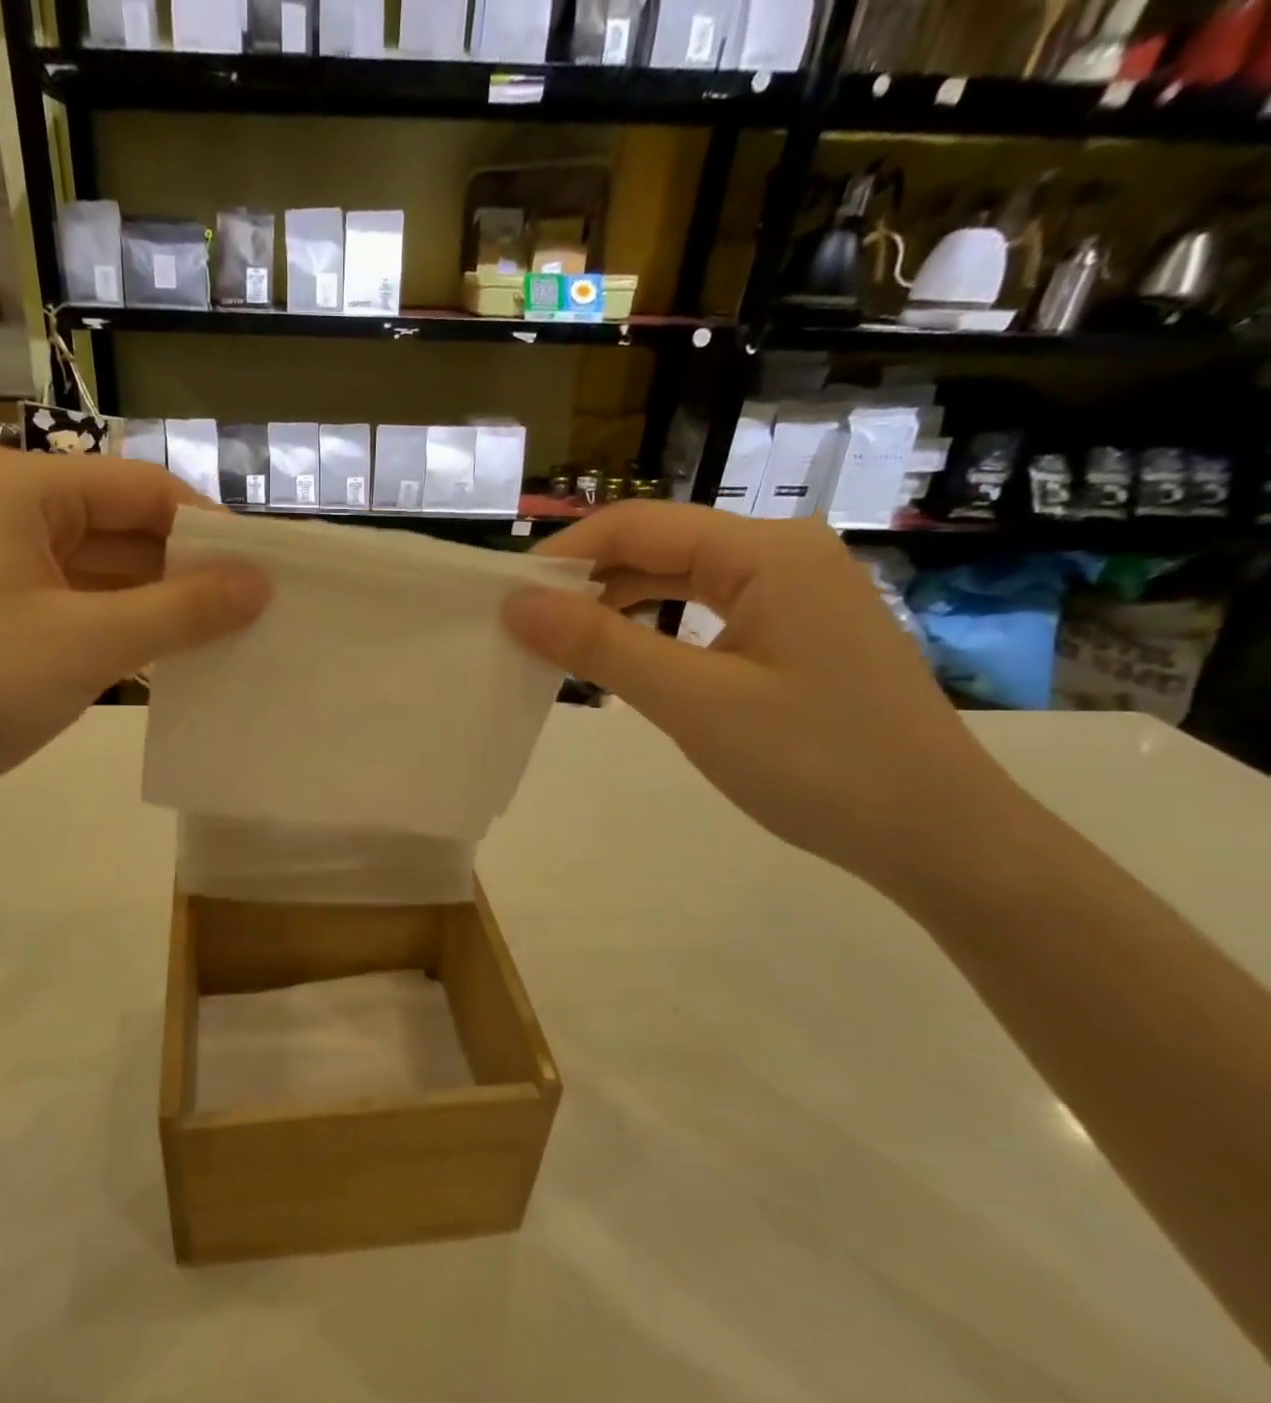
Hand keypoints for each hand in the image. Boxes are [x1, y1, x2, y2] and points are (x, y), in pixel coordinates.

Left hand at [0, 444, 268, 814]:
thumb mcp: (89, 643)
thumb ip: (184, 609)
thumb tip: (262, 584)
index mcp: (20, 485)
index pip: (145, 489)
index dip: (211, 531)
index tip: (265, 577)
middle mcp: (2, 504)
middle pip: (122, 526)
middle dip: (185, 572)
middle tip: (252, 616)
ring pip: (99, 569)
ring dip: (155, 604)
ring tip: (221, 641)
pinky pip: (71, 601)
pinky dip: (117, 626)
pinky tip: (162, 659)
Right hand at [502, 502, 1011, 888]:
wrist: (937, 836)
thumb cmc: (817, 762)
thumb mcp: (694, 702)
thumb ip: (600, 646)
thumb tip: (517, 604)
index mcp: (767, 552)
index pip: (638, 525)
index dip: (563, 555)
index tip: (504, 596)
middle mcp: (785, 554)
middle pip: (660, 546)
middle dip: (587, 580)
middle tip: (523, 625)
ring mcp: (798, 594)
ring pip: (682, 579)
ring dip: (618, 605)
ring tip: (560, 642)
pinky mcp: (799, 633)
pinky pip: (707, 612)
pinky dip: (657, 629)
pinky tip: (626, 657)